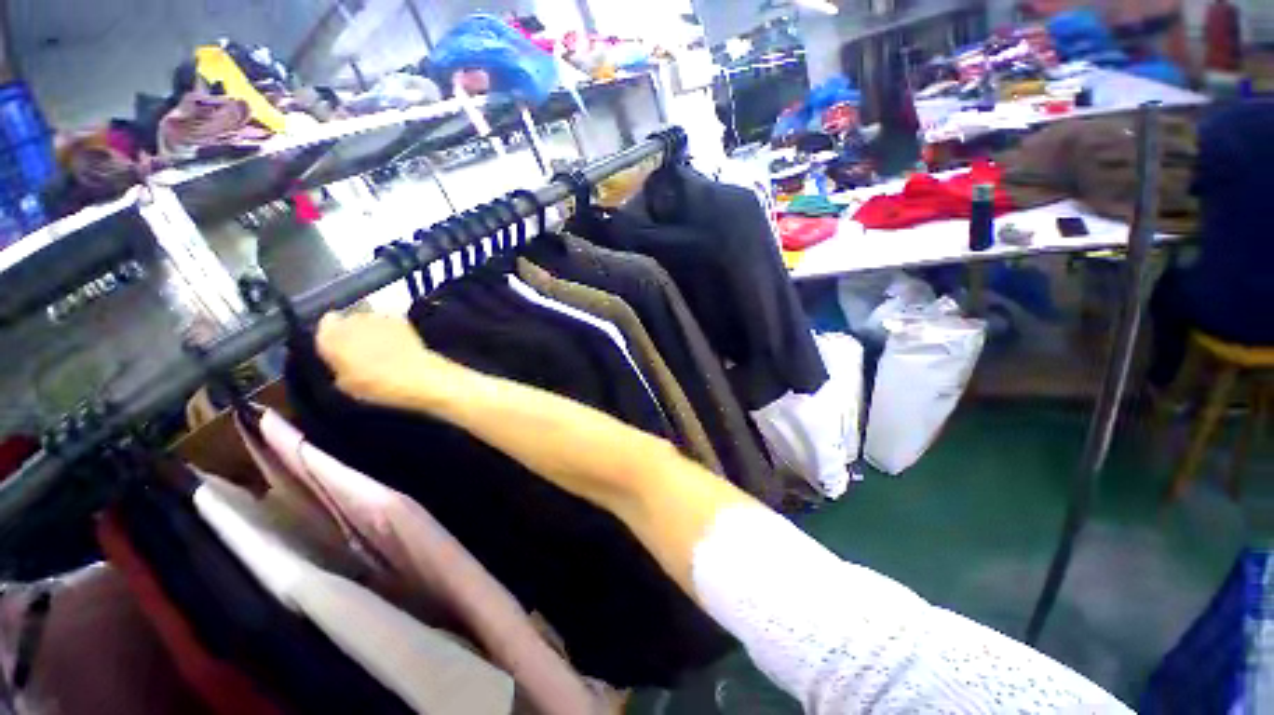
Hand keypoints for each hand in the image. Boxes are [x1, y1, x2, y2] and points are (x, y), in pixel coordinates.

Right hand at [315, 311, 466, 410]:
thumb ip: (337, 364)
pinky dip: (391, 330)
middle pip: (348, 320)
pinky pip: (389, 322)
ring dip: (372, 329)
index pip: (325, 325)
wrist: (416, 375)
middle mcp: (351, 320)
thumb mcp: (345, 383)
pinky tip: (398, 344)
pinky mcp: (401, 319)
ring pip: (368, 319)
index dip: (332, 335)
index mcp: (331, 336)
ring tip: (382, 347)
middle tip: (362, 349)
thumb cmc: (375, 385)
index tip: (339, 346)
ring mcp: (378, 316)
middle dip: (353, 331)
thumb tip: (340, 359)